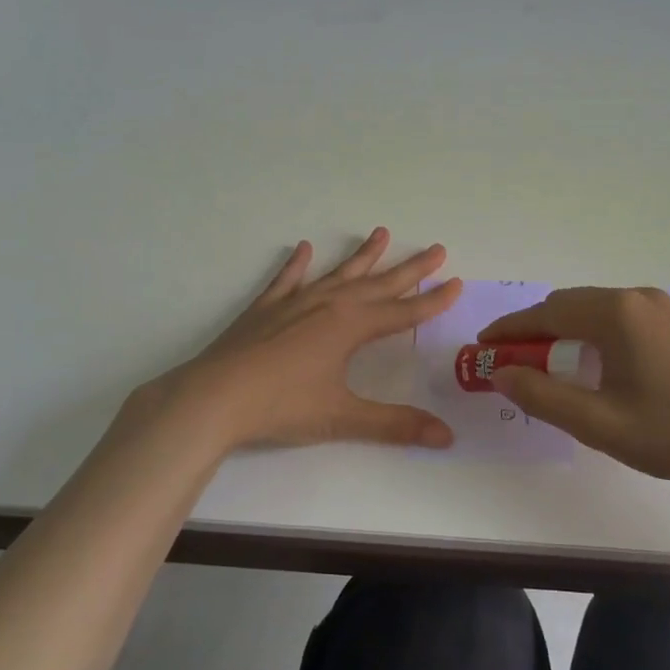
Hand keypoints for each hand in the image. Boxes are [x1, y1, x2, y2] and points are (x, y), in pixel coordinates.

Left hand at [133, 228, 462, 452]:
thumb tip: (447, 437)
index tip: (456, 282)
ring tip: (381, 233)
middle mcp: (327, 305)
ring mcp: (294, 303)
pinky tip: (302, 248)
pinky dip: (297, 265)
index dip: (432, 301)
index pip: (402, 312)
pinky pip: (287, 280)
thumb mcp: (342, 417)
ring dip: (362, 256)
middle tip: (436, 247)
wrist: (213, 398)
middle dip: (410, 268)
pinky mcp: (264, 309)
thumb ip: (395, 425)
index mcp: (350, 326)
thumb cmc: (281, 406)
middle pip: (378, 283)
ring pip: (337, 273)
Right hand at [480, 287, 669, 487]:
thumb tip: (499, 373)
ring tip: (546, 368)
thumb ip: (542, 396)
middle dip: (534, 331)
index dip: (509, 329)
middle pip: (568, 306)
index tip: (481, 346)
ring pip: (592, 311)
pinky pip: (617, 319)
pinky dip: (590, 335)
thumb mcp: (599, 423)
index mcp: (616, 313)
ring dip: (562, 333)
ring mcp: (660, 308)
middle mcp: (636, 298)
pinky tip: (591, 365)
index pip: (546, 312)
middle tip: (510, 364)